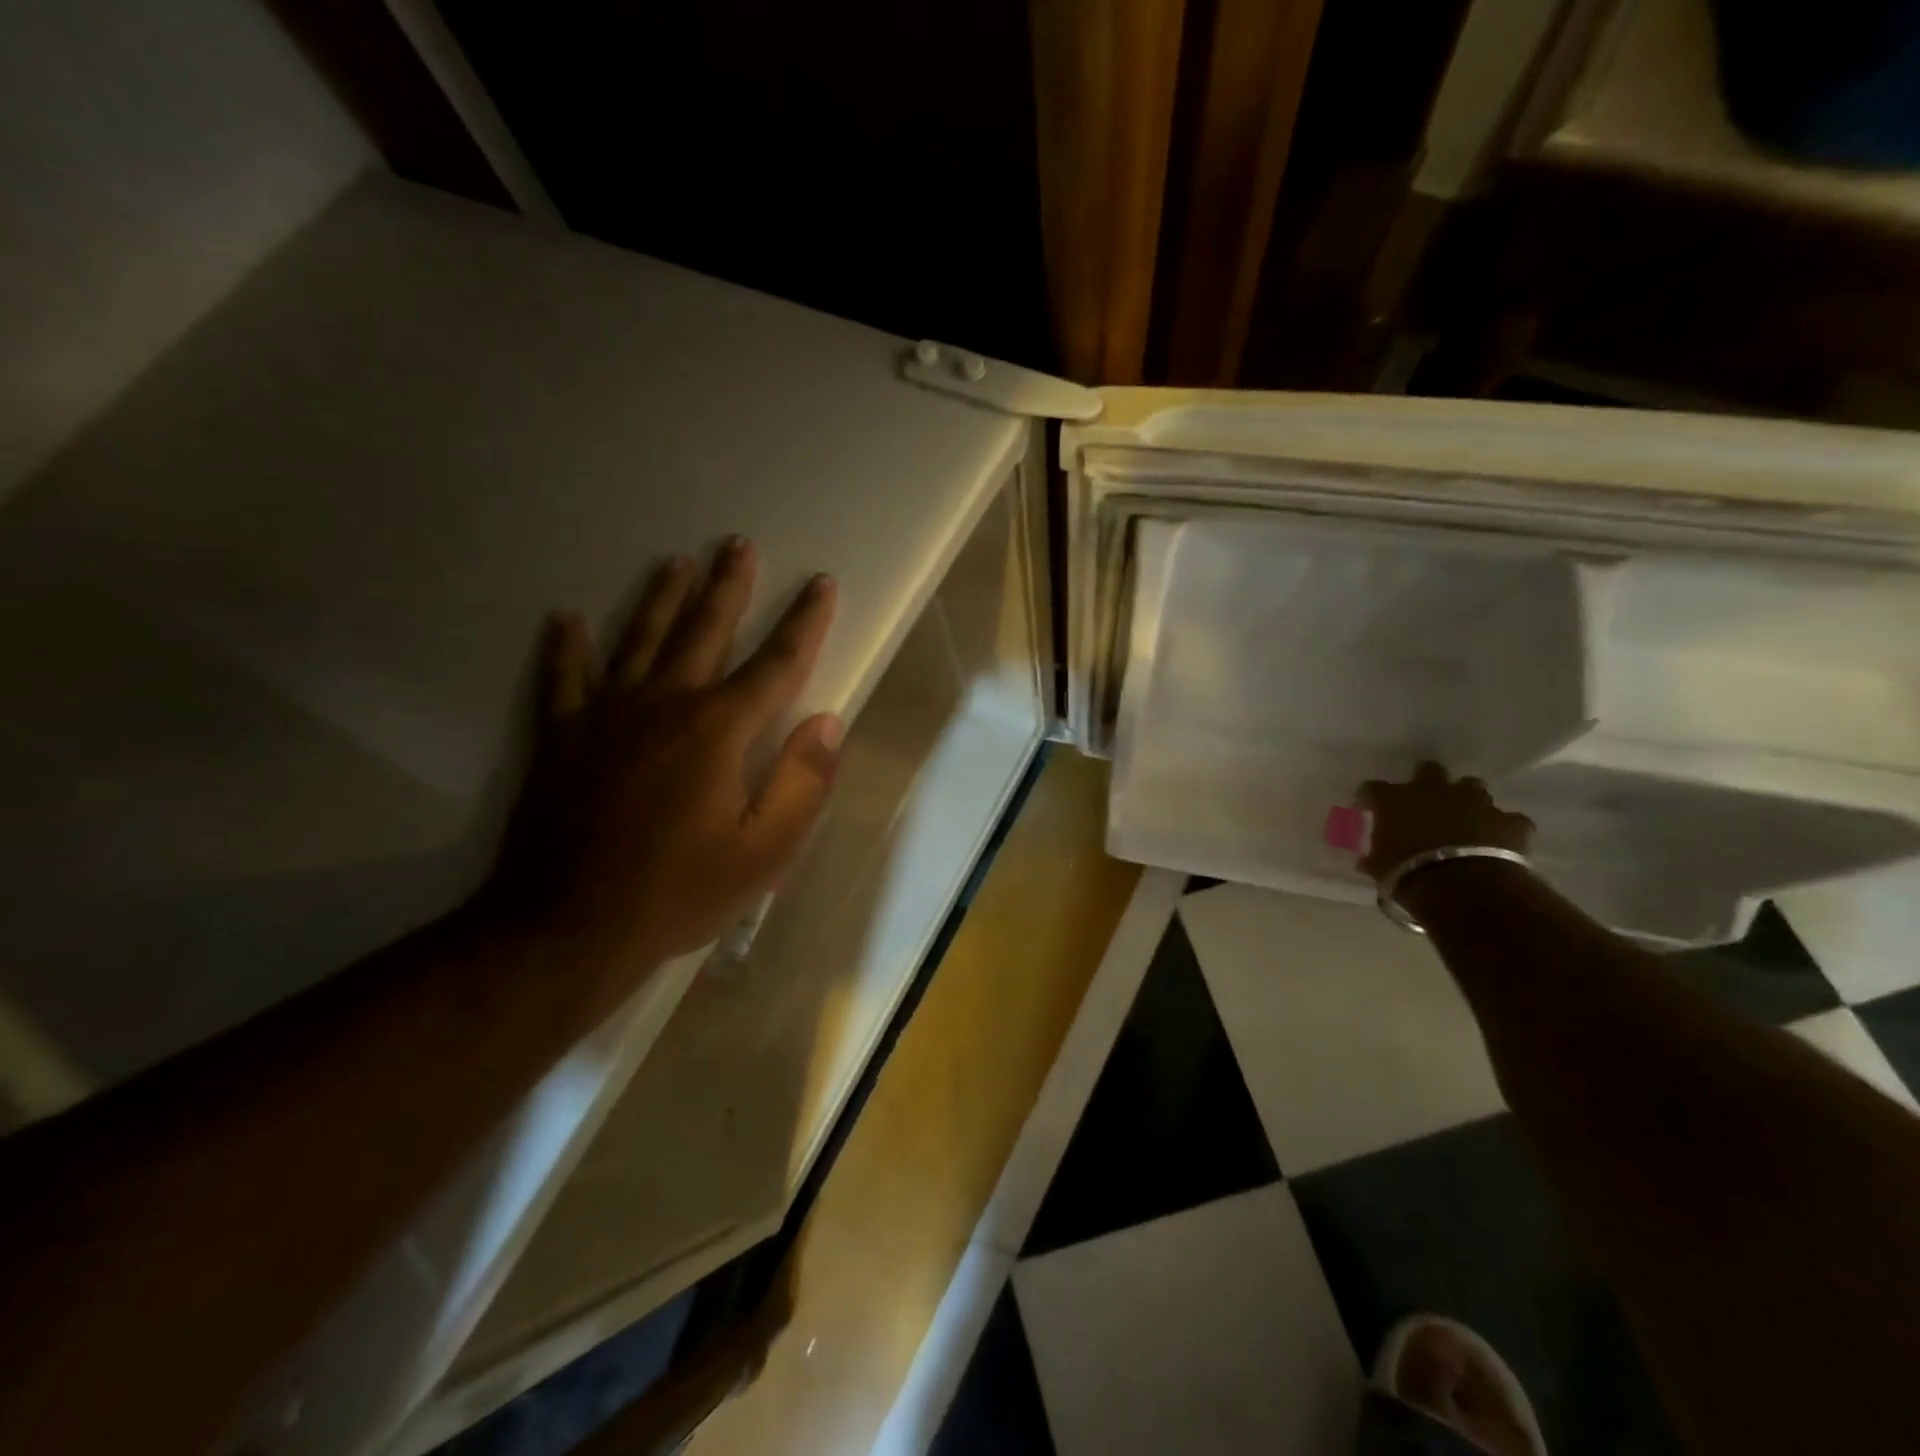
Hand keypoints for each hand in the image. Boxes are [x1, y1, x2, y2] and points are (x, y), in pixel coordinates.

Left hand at [485, 537, 841, 985]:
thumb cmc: (679, 891)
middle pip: (703, 631)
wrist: (568, 927)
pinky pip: (563, 680)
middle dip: (727, 587)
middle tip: (737, 544)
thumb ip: (801, 783)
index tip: (821, 584)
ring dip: (659, 599)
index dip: (804, 622)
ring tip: (674, 563)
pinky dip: (564, 649)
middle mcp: (665, 705)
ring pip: (638, 640)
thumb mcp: (764, 853)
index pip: (776, 663)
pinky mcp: (561, 739)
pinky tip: (564, 620)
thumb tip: (828, 724)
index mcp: (719, 730)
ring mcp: (606, 716)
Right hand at [1357, 761, 1533, 883]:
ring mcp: (1475, 802)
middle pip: (1429, 770)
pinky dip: (1503, 828)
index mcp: (1395, 799)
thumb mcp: (1380, 868)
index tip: (1368, 807)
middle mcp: (1434, 790)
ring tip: (1464, 819)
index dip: (1370, 797)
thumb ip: (1375, 858)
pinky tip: (1500, 841)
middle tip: (1423, 801)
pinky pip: (1508, 820)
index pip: (1373, 788)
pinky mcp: (1509, 822)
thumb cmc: (1408, 873)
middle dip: (1426, 781)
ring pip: (1472, 787)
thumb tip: (1367, 861)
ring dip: (1466, 800)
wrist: (1464, 888)